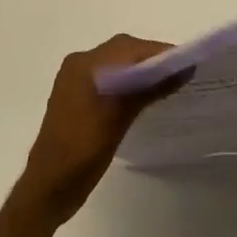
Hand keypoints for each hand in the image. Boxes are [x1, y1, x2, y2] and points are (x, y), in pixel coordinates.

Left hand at [12, 34, 191, 228]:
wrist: (48, 188)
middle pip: (123, 51)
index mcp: (85, 64)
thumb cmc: (83, 151)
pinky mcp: (78, 98)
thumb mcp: (119, 118)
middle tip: (180, 73)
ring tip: (168, 83)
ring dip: (141, 70)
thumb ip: (149, 89)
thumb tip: (182, 69)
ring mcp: (76, 81)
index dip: (160, 52)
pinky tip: (144, 96)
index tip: (188, 62)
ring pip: (117, 64)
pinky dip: (128, 82)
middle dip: (152, 59)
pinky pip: (109, 78)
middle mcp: (79, 64)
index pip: (129, 48)